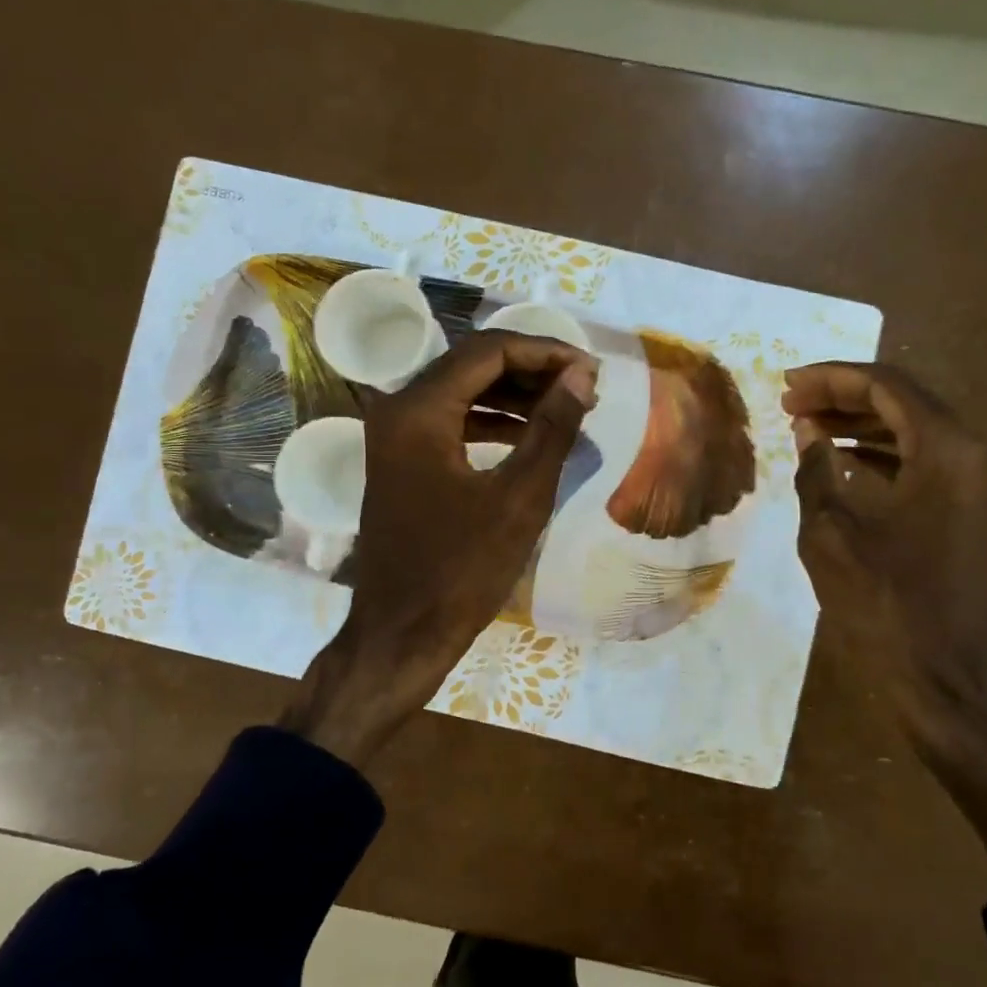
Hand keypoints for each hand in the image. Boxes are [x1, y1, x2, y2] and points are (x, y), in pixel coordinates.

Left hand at [291, 331, 597, 765]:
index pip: (489, 352)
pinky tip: (528, 435)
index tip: (590, 369)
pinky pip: (451, 423)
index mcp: (419, 410)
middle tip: (583, 386)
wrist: (403, 634)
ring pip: (462, 393)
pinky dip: (491, 422)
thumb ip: (552, 428)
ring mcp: (395, 437)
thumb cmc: (463, 569)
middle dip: (532, 370)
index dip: (545, 352)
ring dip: (514, 396)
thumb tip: (582, 375)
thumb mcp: (519, 497)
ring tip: (566, 407)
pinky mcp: (402, 462)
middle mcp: (398, 410)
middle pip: (472, 366)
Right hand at [784, 362, 986, 886]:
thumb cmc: (887, 607)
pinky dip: (877, 454)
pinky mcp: (965, 513)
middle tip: (789, 403)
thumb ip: (816, 472)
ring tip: (805, 427)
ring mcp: (972, 485)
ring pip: (911, 430)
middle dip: (842, 396)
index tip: (785, 385)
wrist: (950, 682)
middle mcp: (968, 455)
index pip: (884, 385)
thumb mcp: (831, 537)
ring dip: (858, 423)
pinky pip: (919, 463)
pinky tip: (839, 463)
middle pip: (902, 400)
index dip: (831, 378)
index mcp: (943, 450)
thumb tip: (807, 431)